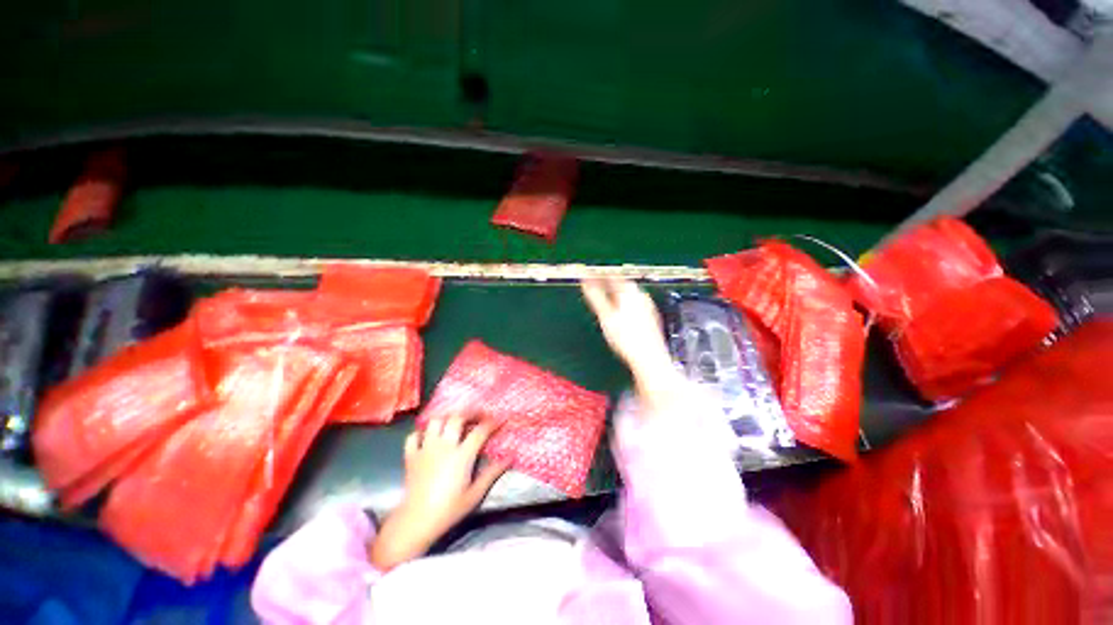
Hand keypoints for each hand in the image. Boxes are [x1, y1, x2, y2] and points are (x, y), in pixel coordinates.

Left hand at [369, 414, 508, 570]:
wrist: (416, 522)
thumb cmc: (449, 509)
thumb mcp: (476, 493)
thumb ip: (493, 472)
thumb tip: (511, 456)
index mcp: (462, 455)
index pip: (480, 431)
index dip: (492, 422)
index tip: (501, 419)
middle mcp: (444, 446)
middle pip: (457, 418)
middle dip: (470, 412)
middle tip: (478, 415)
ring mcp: (425, 449)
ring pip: (435, 421)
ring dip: (446, 418)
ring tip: (454, 421)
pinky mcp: (411, 456)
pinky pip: (414, 436)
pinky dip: (421, 432)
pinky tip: (429, 436)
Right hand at [581, 278, 670, 372]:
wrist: (649, 358)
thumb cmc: (626, 338)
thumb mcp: (605, 316)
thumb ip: (595, 297)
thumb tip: (585, 282)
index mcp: (629, 291)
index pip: (610, 276)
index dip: (597, 275)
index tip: (586, 276)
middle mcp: (640, 295)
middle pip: (621, 284)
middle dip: (607, 284)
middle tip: (594, 287)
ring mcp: (647, 305)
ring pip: (628, 294)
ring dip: (615, 294)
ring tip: (605, 300)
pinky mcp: (651, 316)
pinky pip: (635, 304)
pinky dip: (624, 304)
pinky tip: (620, 314)